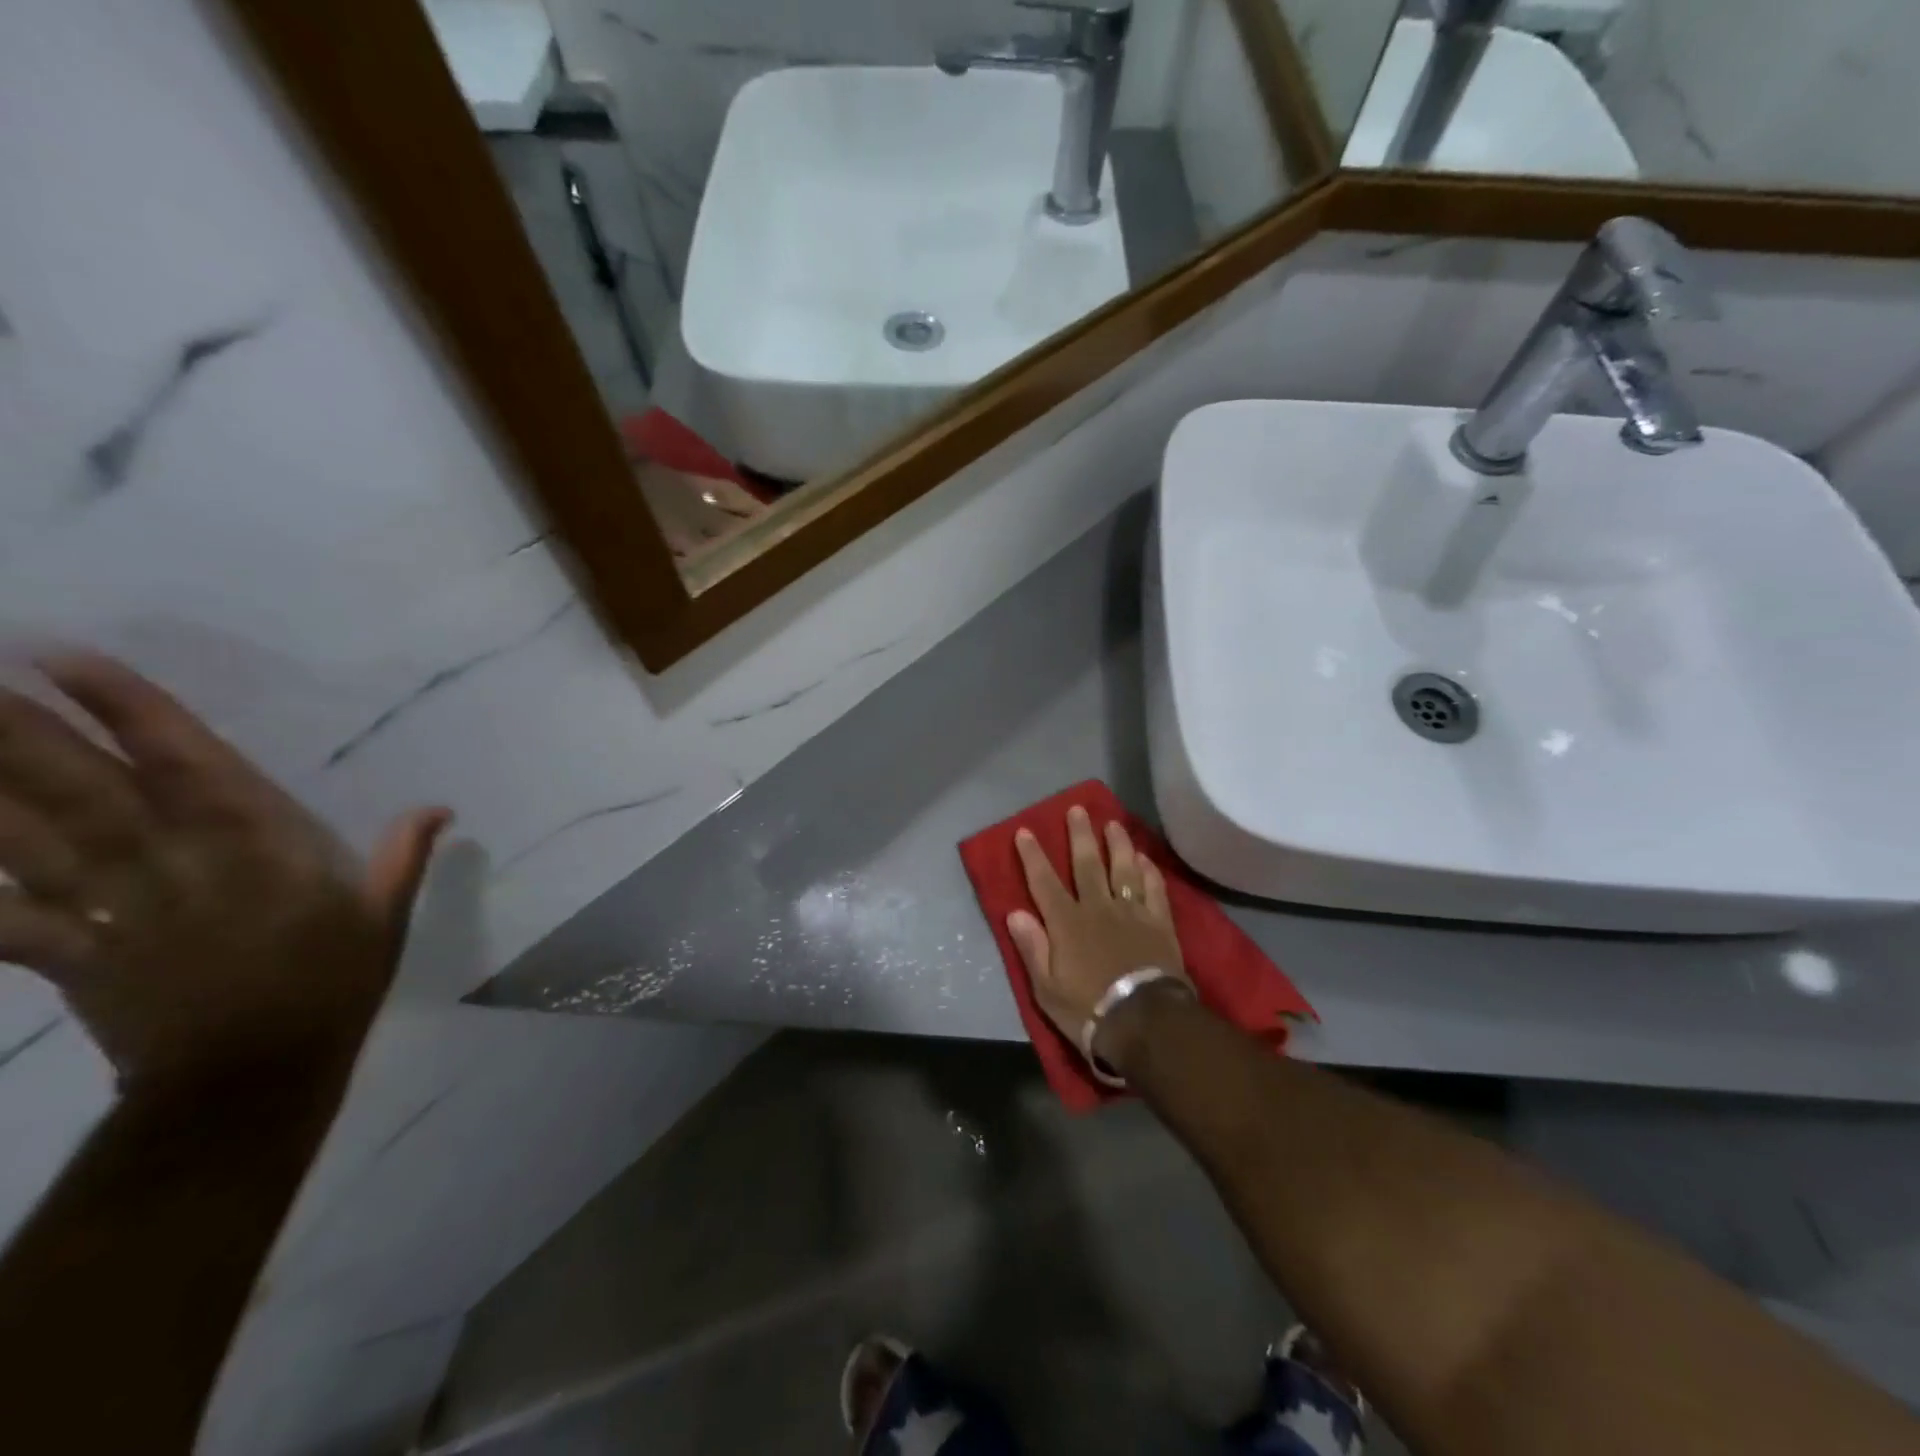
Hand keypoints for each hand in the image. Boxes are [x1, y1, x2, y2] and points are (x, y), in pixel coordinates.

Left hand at [0, 653, 447, 1085]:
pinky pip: (7, 919)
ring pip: (32, 842)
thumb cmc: (333, 984)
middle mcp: (178, 867)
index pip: (187, 767)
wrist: (254, 1078)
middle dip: (22, 732)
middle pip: (89, 792)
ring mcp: (115, 911)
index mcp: (259, 852)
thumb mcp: (385, 918)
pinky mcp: (74, 956)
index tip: (70, 660)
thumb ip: (403, 857)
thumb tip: (439, 807)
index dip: (131, 713)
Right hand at [1006, 805, 1191, 1070]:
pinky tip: (1145, 858)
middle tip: (1078, 809)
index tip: (1025, 831)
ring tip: (1113, 823)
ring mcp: (1132, 913)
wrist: (1144, 1022)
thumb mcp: (1047, 988)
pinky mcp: (1159, 924)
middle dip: (1080, 835)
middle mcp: (1098, 908)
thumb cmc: (1088, 1009)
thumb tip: (1015, 912)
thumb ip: (1032, 947)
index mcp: (1066, 923)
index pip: (1044, 882)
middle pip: (1087, 864)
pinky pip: (1154, 889)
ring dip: (1118, 844)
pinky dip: (1149, 871)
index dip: (1033, 856)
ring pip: (1124, 869)